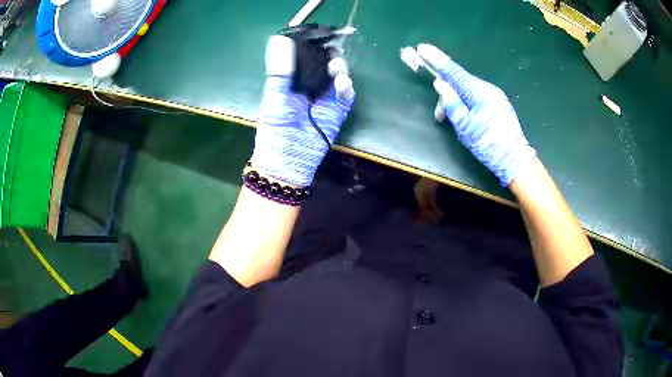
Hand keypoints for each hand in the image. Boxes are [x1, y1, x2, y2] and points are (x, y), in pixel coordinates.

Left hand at [250, 35, 354, 186]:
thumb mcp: (274, 96)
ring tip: (336, 67)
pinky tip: (342, 83)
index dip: (313, 46)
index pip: (305, 57)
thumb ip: (279, 70)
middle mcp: (310, 85)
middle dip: (330, 55)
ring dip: (339, 68)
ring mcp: (325, 98)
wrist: (287, 160)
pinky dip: (346, 87)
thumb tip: (279, 39)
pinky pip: (345, 94)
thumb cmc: (275, 129)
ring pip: (337, 76)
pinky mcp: (337, 110)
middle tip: (332, 49)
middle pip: (325, 63)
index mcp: (292, 80)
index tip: (319, 35)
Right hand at [417, 44, 535, 186]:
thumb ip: (451, 102)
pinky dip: (467, 104)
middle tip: (438, 116)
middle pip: (460, 83)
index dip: (437, 60)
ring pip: (468, 92)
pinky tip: (465, 118)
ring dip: (456, 102)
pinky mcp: (499, 106)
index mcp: (479, 92)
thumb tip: (441, 84)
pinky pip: (477, 98)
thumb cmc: (488, 144)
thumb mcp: (464, 125)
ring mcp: (496, 97)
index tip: (422, 48)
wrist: (515, 161)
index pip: (453, 72)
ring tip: (451, 122)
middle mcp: (488, 89)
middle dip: (446, 94)